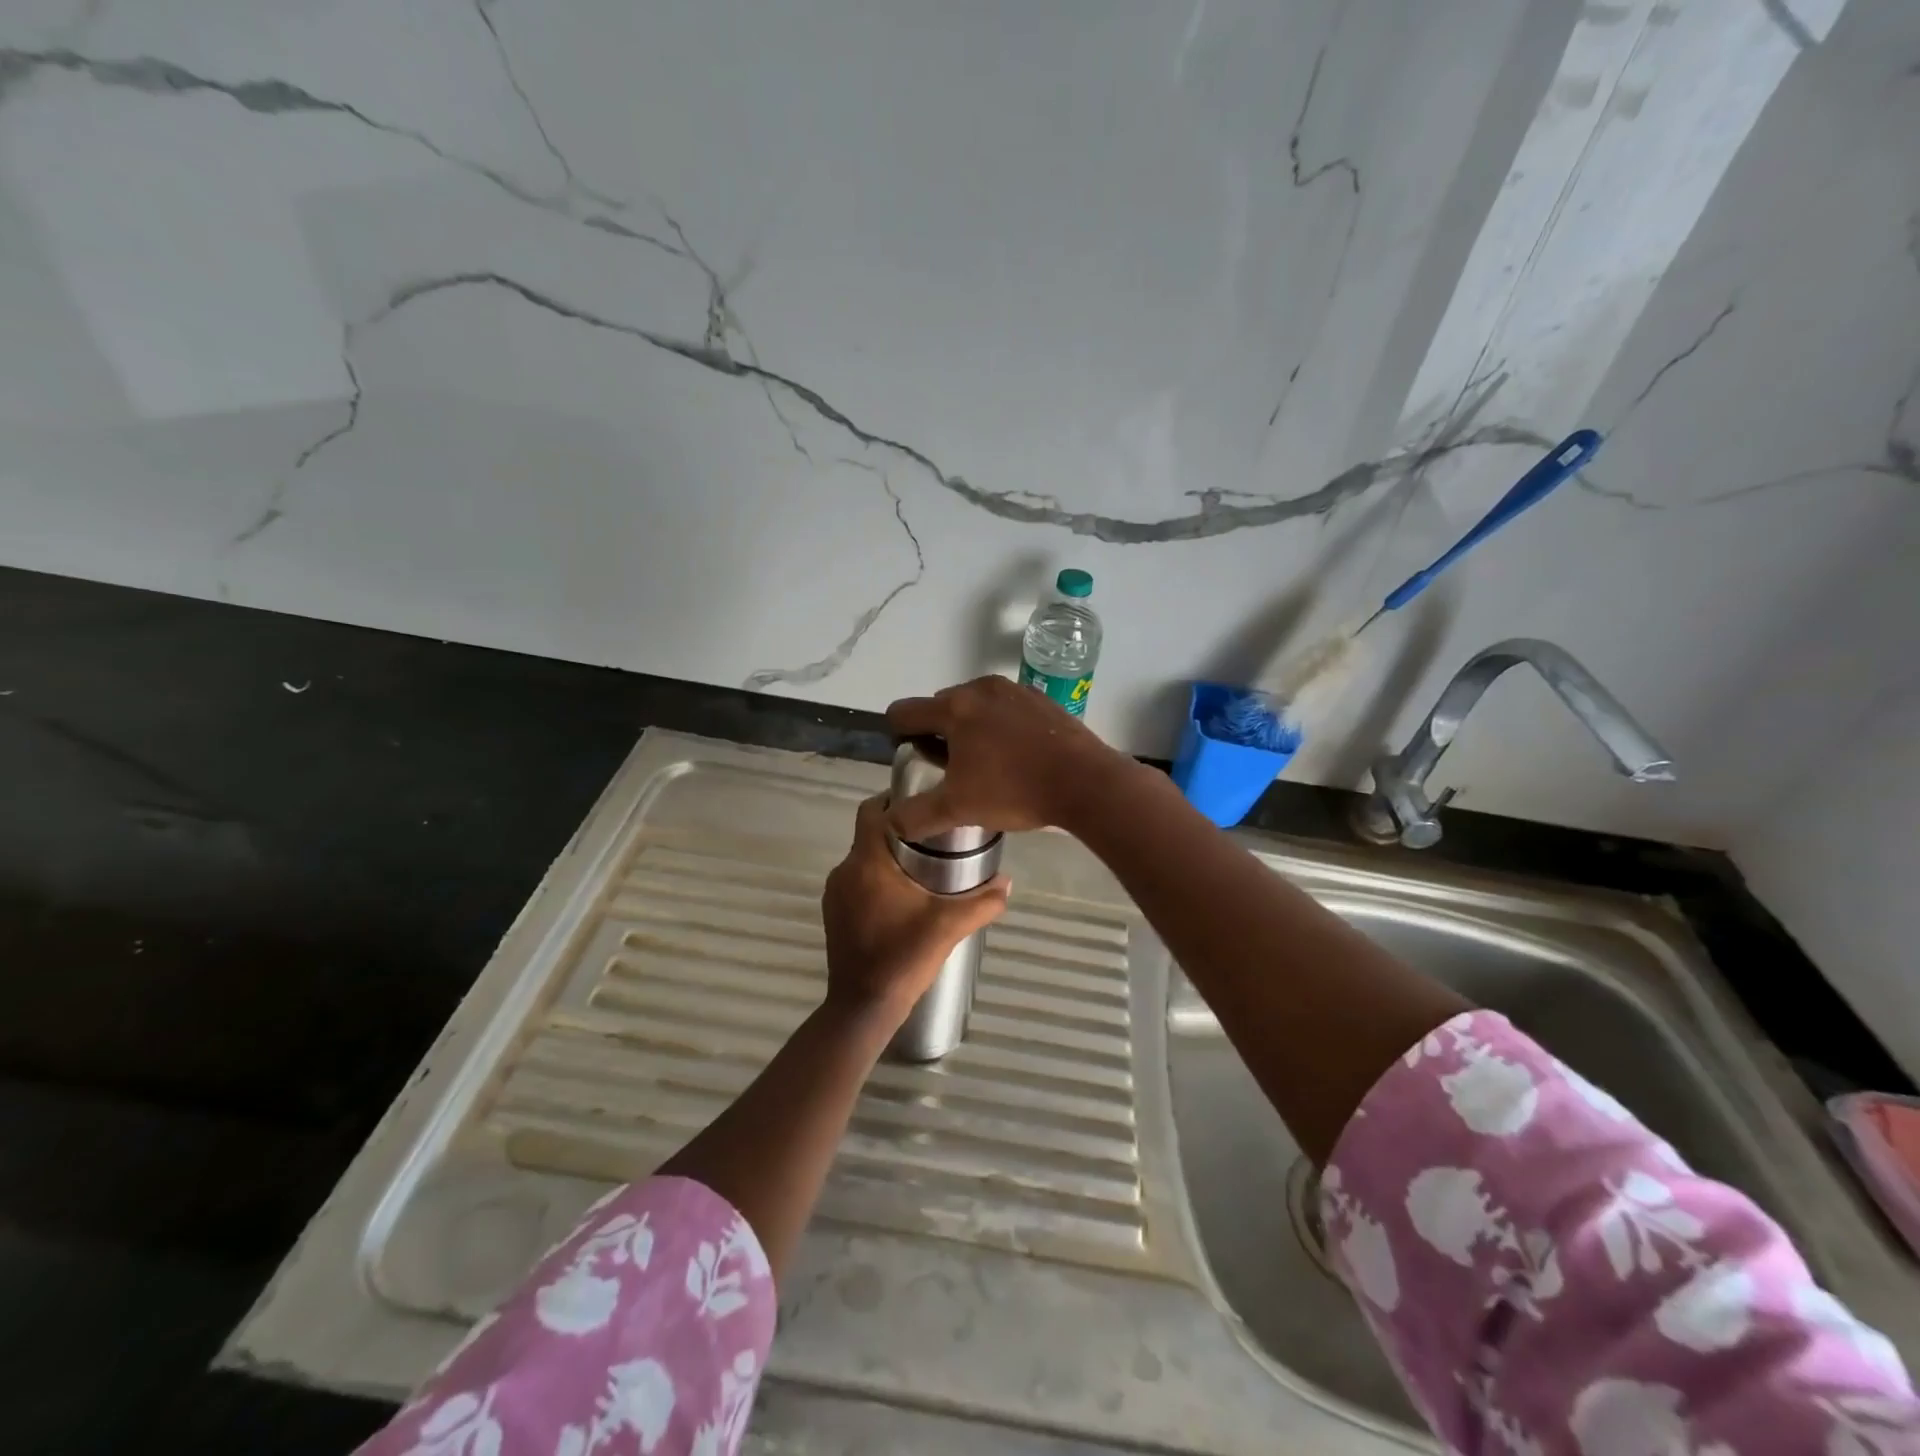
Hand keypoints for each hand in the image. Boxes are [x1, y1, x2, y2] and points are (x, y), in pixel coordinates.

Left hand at [821, 794, 1011, 1024]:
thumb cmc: (903, 957)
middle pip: (871, 833)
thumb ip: (983, 901)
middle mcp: (844, 870)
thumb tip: (1008, 882)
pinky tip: (903, 897)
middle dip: (901, 830)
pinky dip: (877, 879)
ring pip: (864, 859)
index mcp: (867, 862)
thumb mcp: (950, 926)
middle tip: (935, 835)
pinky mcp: (834, 913)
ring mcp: (834, 893)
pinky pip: (856, 881)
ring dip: (889, 857)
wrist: (863, 1006)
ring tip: (924, 866)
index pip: (872, 810)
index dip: (894, 799)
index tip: (924, 802)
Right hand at [884, 675, 1130, 841]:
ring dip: (970, 730)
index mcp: (954, 708)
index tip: (913, 760)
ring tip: (984, 765)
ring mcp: (1015, 690)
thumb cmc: (1014, 790)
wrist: (1085, 782)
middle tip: (950, 770)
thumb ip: (917, 815)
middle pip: (940, 707)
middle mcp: (980, 688)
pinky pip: (1006, 709)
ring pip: (976, 707)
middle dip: (937, 734)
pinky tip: (1015, 757)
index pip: (904, 712)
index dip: (898, 735)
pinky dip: (1001, 727)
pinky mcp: (1042, 700)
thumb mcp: (958, 809)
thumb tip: (892, 822)